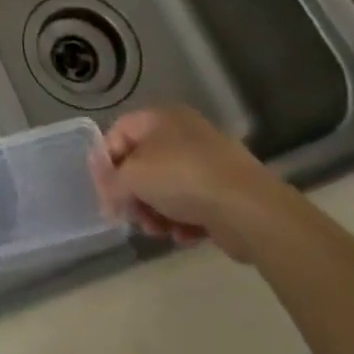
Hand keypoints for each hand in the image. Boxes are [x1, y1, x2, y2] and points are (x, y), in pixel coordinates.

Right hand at [90, 105, 286, 261]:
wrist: (248, 208)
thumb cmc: (182, 178)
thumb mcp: (133, 177)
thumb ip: (111, 183)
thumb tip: (106, 195)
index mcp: (160, 118)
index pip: (119, 132)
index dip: (106, 162)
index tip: (104, 192)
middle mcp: (183, 134)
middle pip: (142, 164)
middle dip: (133, 194)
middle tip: (132, 217)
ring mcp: (206, 163)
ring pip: (166, 188)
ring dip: (155, 211)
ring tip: (159, 231)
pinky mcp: (224, 193)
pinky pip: (191, 205)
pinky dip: (182, 221)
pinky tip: (184, 236)